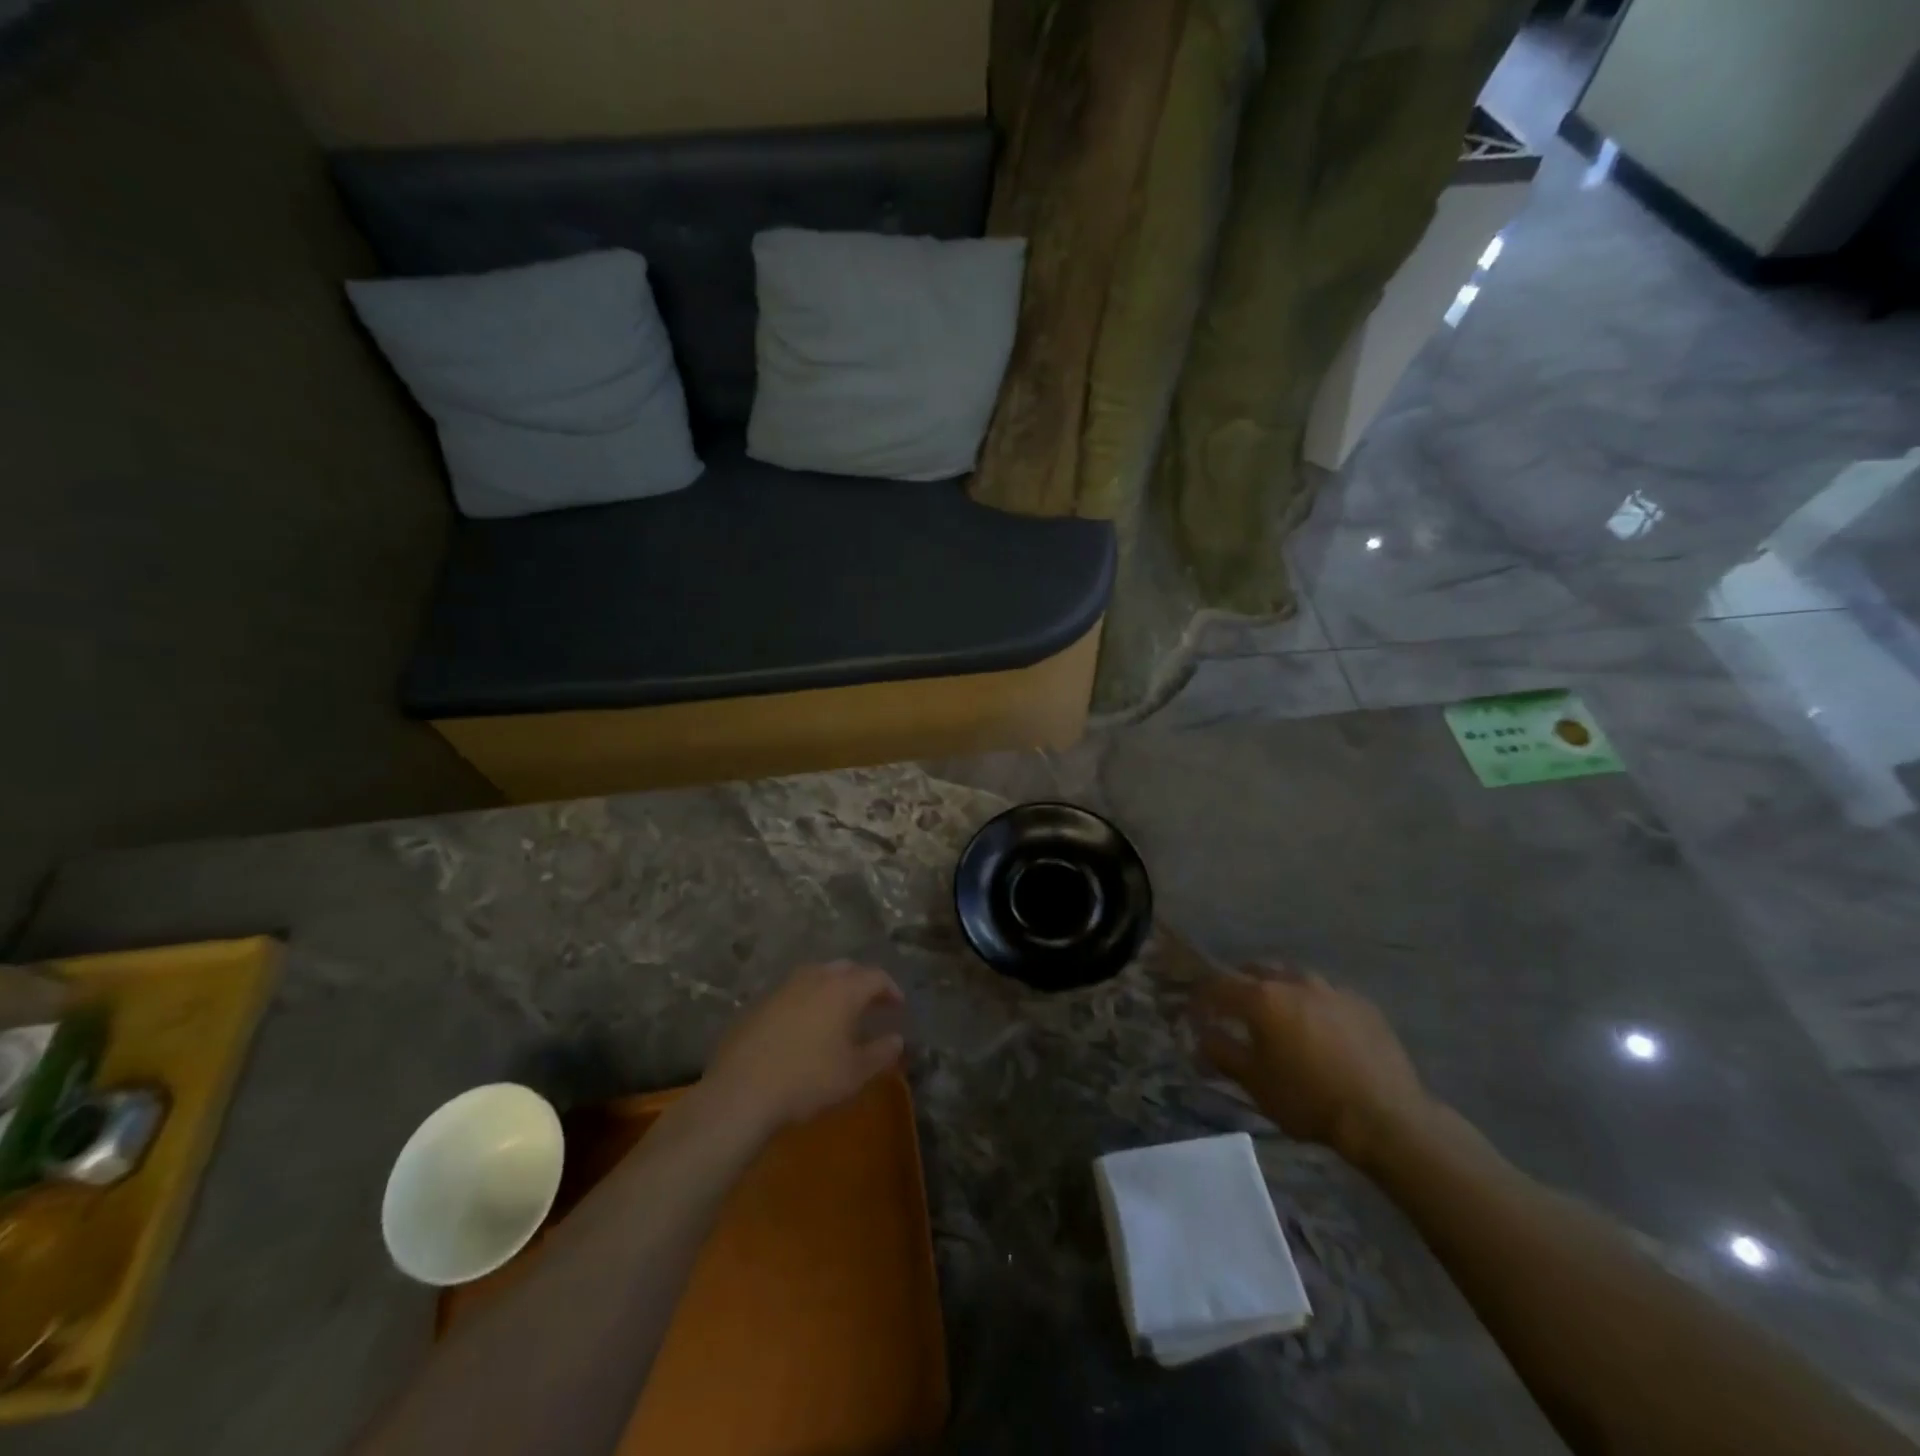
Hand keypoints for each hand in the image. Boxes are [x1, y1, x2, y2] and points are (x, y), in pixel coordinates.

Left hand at [701, 962, 905, 1134]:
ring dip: (833, 987)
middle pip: (845, 969)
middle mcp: (814, 979)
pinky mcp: (759, 1004)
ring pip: (816, 976)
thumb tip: (897, 1039)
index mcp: (842, 990)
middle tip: (871, 1004)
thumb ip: (880, 1053)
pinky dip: (807, 1000)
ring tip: (839, 1011)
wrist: (741, 1092)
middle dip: (862, 983)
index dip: (890, 989)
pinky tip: (805, 1025)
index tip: (898, 1006)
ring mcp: (783, 988)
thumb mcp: (853, 1073)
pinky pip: (793, 992)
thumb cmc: (808, 1080)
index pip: (875, 976)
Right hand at [1191, 966, 1432, 1165]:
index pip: (1219, 985)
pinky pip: (1326, 994)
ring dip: (1278, 989)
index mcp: (1262, 998)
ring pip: (1294, 978)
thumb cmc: (1309, 1099)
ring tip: (1279, 1014)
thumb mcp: (1255, 1083)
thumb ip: (1222, 1052)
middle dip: (1240, 983)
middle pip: (1256, 970)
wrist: (1385, 1117)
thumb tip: (1201, 1035)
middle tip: (1234, 1007)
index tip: (1196, 1011)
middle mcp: (1294, 982)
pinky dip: (1313, 1004)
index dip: (1203, 996)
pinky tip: (1319, 1028)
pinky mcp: (1362, 1003)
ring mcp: (1331, 989)